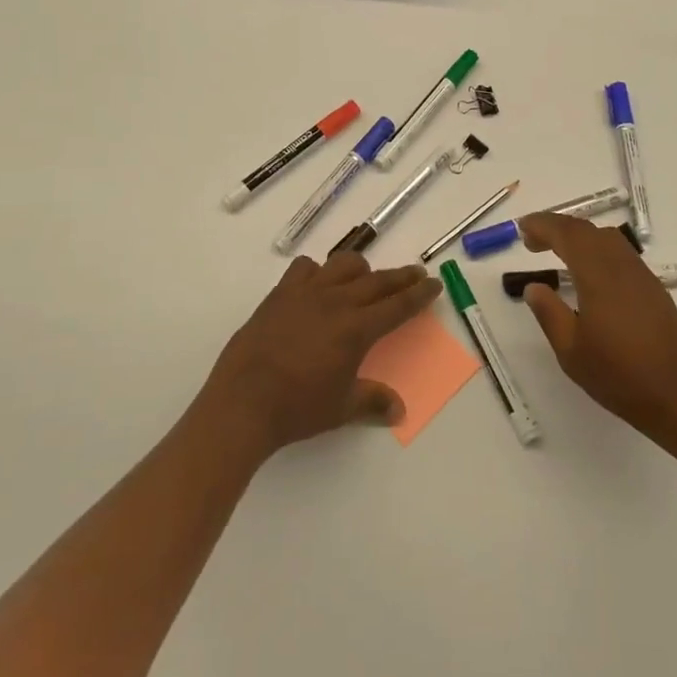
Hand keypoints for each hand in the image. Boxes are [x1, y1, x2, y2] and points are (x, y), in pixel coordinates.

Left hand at [203, 253, 440, 455]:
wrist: (243, 402)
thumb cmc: (297, 408)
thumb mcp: (341, 409)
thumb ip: (372, 402)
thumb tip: (398, 410)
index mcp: (357, 329)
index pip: (398, 306)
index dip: (419, 294)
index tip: (434, 283)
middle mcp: (336, 302)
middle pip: (377, 282)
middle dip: (401, 278)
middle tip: (416, 274)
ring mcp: (305, 294)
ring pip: (342, 265)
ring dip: (361, 270)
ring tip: (366, 279)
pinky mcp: (279, 295)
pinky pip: (304, 269)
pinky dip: (317, 272)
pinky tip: (317, 286)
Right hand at [518, 214, 676, 441]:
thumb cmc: (620, 376)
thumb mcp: (571, 351)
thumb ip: (549, 313)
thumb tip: (534, 287)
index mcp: (599, 276)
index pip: (567, 234)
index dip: (542, 225)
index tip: (522, 229)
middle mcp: (622, 267)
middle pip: (588, 230)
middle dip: (558, 228)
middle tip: (533, 242)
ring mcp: (642, 277)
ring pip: (608, 239)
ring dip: (580, 237)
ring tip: (559, 253)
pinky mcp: (654, 290)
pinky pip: (622, 254)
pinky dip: (598, 251)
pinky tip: (590, 275)